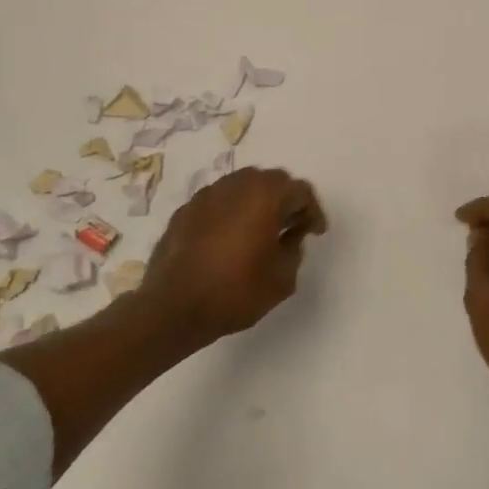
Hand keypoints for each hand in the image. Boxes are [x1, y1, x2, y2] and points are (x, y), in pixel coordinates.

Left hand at [140, 167, 326, 343]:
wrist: (173, 308)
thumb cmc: (235, 292)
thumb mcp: (282, 278)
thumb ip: (294, 249)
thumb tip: (289, 236)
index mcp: (265, 195)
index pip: (300, 190)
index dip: (313, 211)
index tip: (315, 233)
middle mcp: (236, 185)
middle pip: (271, 180)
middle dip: (286, 200)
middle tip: (291, 226)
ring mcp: (207, 195)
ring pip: (242, 186)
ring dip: (257, 202)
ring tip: (260, 230)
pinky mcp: (185, 210)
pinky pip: (218, 201)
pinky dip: (231, 212)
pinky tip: (230, 238)